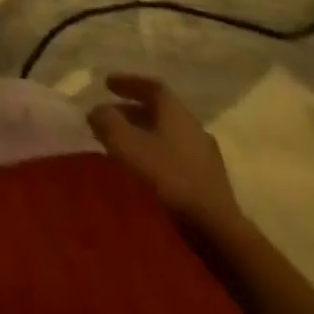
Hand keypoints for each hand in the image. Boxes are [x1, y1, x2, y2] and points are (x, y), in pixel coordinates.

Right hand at [88, 74, 242, 235]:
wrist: (217, 230)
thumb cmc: (169, 178)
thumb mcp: (128, 146)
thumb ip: (108, 123)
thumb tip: (96, 111)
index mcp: (175, 110)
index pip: (151, 85)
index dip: (128, 82)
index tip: (107, 84)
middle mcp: (192, 125)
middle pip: (159, 110)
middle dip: (132, 110)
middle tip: (110, 115)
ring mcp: (204, 154)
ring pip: (168, 134)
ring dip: (145, 133)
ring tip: (125, 144)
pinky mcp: (209, 181)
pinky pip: (176, 155)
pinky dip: (158, 153)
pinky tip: (147, 169)